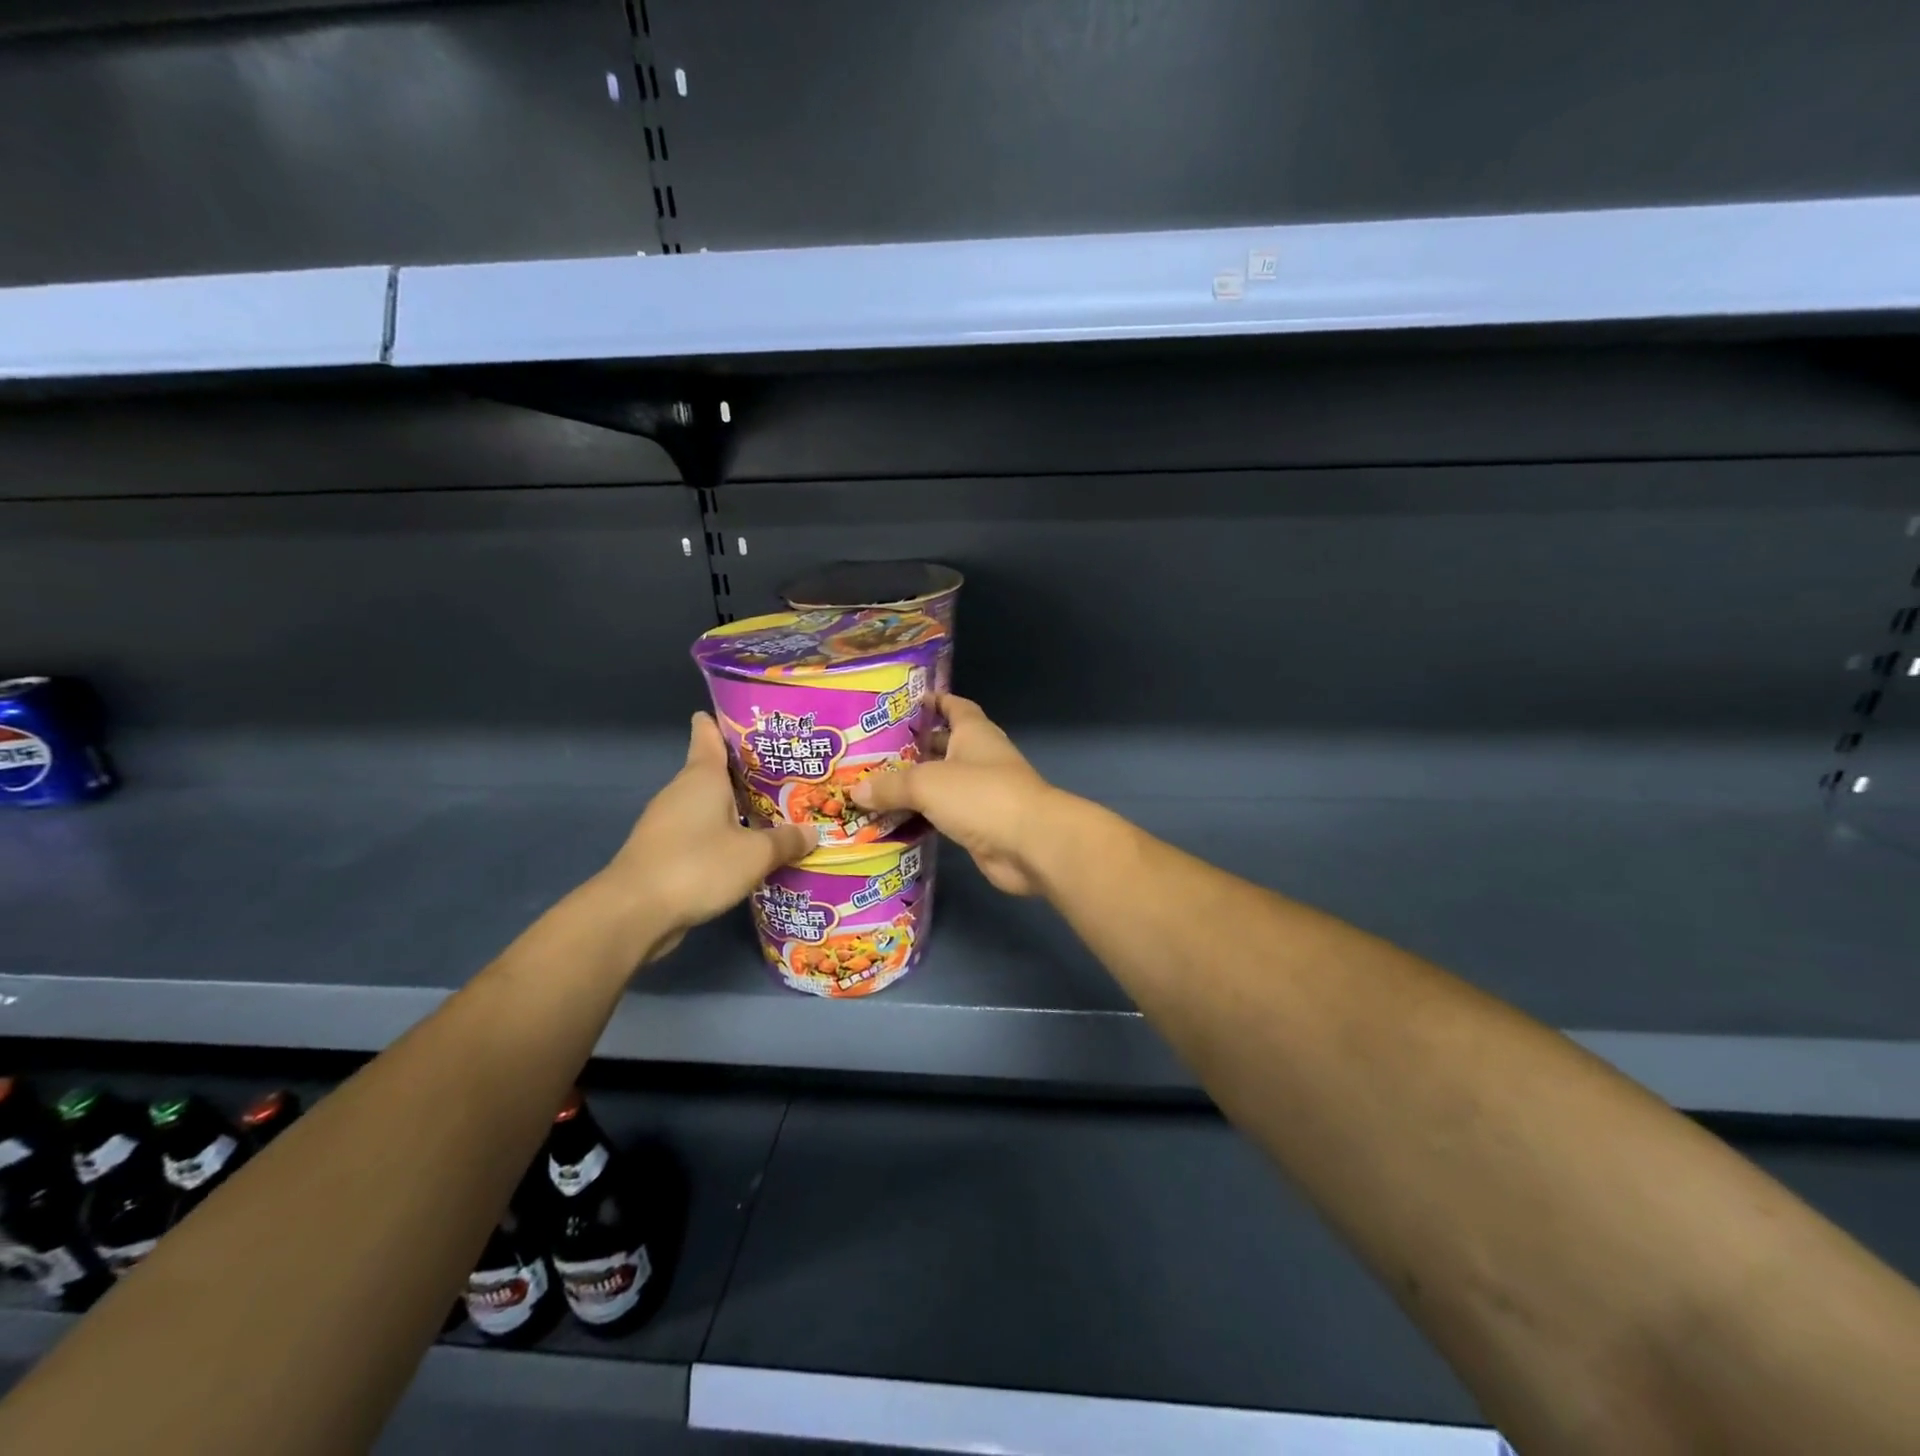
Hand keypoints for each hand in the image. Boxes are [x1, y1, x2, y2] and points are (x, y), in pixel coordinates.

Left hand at [602, 713, 813, 959]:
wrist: (633, 913)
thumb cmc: (696, 865)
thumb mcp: (755, 854)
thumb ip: (786, 841)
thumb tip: (812, 832)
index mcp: (702, 776)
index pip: (708, 733)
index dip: (727, 722)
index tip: (753, 719)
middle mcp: (683, 791)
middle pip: (715, 770)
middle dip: (748, 770)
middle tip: (788, 771)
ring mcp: (668, 822)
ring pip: (709, 803)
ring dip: (737, 805)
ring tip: (777, 809)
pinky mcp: (664, 851)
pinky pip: (702, 831)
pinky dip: (724, 833)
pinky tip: (749, 847)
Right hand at [850, 695, 1065, 895]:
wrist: (1030, 844)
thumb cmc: (982, 796)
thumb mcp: (927, 783)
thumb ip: (891, 785)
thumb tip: (855, 792)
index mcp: (974, 733)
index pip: (954, 706)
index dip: (933, 701)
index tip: (903, 703)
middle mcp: (979, 758)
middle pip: (942, 746)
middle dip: (911, 748)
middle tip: (869, 752)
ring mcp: (981, 794)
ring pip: (940, 785)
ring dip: (913, 788)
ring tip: (871, 788)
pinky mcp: (978, 826)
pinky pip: (943, 816)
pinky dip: (921, 818)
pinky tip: (892, 821)